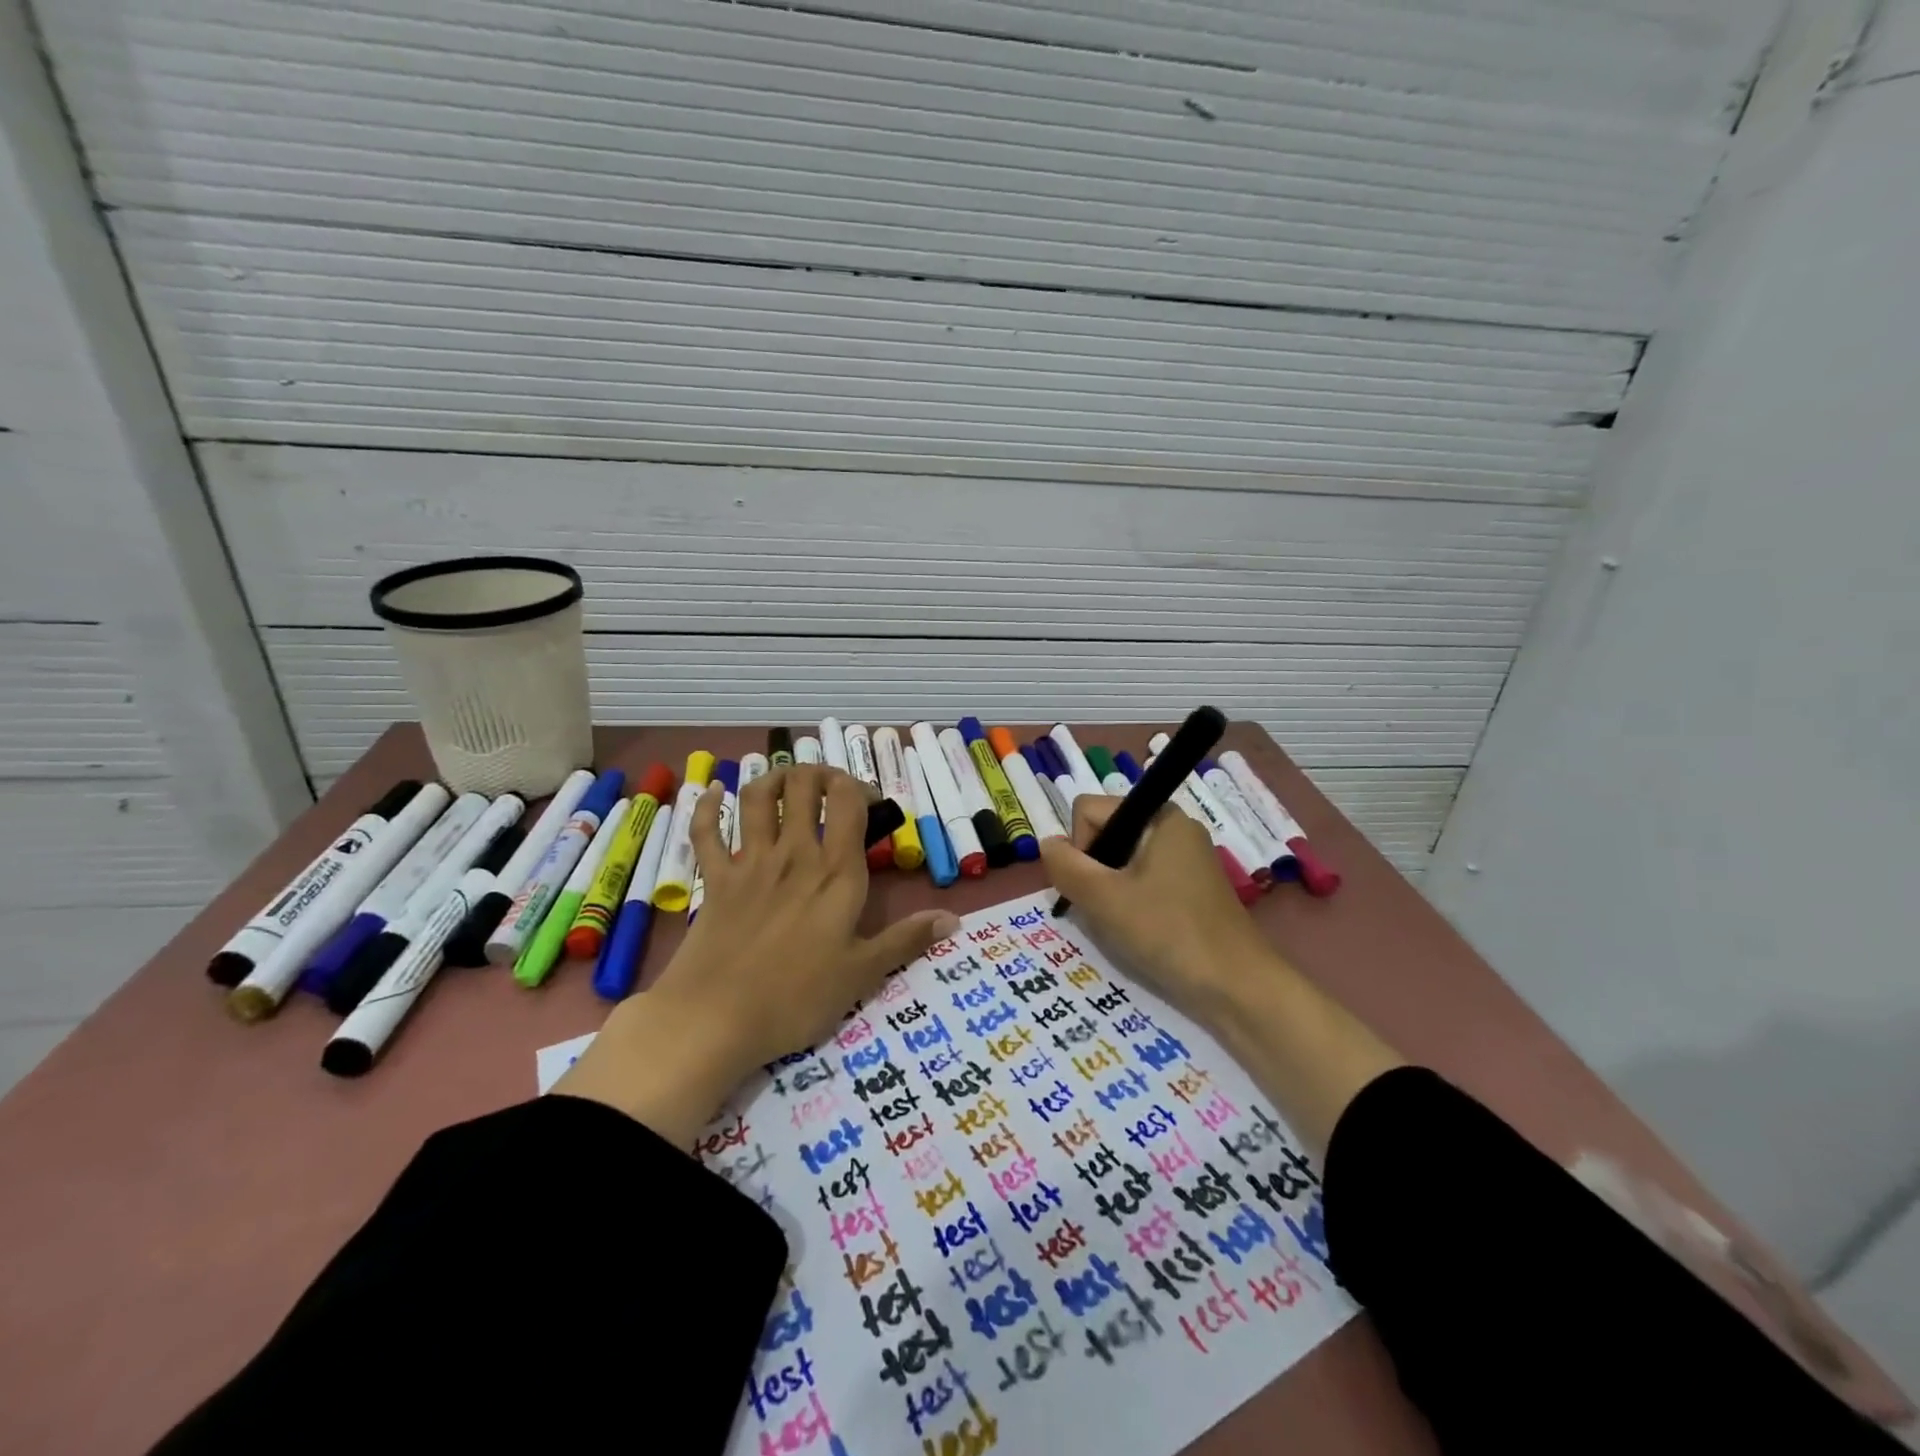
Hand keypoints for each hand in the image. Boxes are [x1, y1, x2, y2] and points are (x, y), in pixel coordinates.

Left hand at [557, 766, 957, 1144]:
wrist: (716, 1019)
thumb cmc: (797, 998)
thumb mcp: (862, 974)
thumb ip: (907, 939)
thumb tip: (954, 919)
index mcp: (835, 872)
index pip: (847, 801)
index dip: (859, 786)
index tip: (869, 801)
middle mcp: (794, 854)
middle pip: (803, 786)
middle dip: (818, 773)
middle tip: (829, 787)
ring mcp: (749, 863)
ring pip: (757, 798)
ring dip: (772, 778)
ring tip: (784, 778)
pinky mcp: (714, 880)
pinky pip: (705, 832)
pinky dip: (707, 806)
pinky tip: (713, 791)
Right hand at [1039, 795, 1276, 1022]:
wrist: (1236, 986)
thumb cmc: (1168, 932)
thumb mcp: (1104, 898)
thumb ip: (1066, 866)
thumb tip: (1046, 844)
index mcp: (1159, 816)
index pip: (1089, 810)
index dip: (1080, 847)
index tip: (1095, 885)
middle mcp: (1174, 828)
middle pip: (1106, 834)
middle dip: (1094, 871)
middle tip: (1107, 909)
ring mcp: (1185, 858)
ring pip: (1121, 861)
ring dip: (1110, 891)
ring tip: (1124, 924)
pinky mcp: (1191, 888)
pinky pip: (1143, 880)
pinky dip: (1131, 902)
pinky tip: (1140, 931)